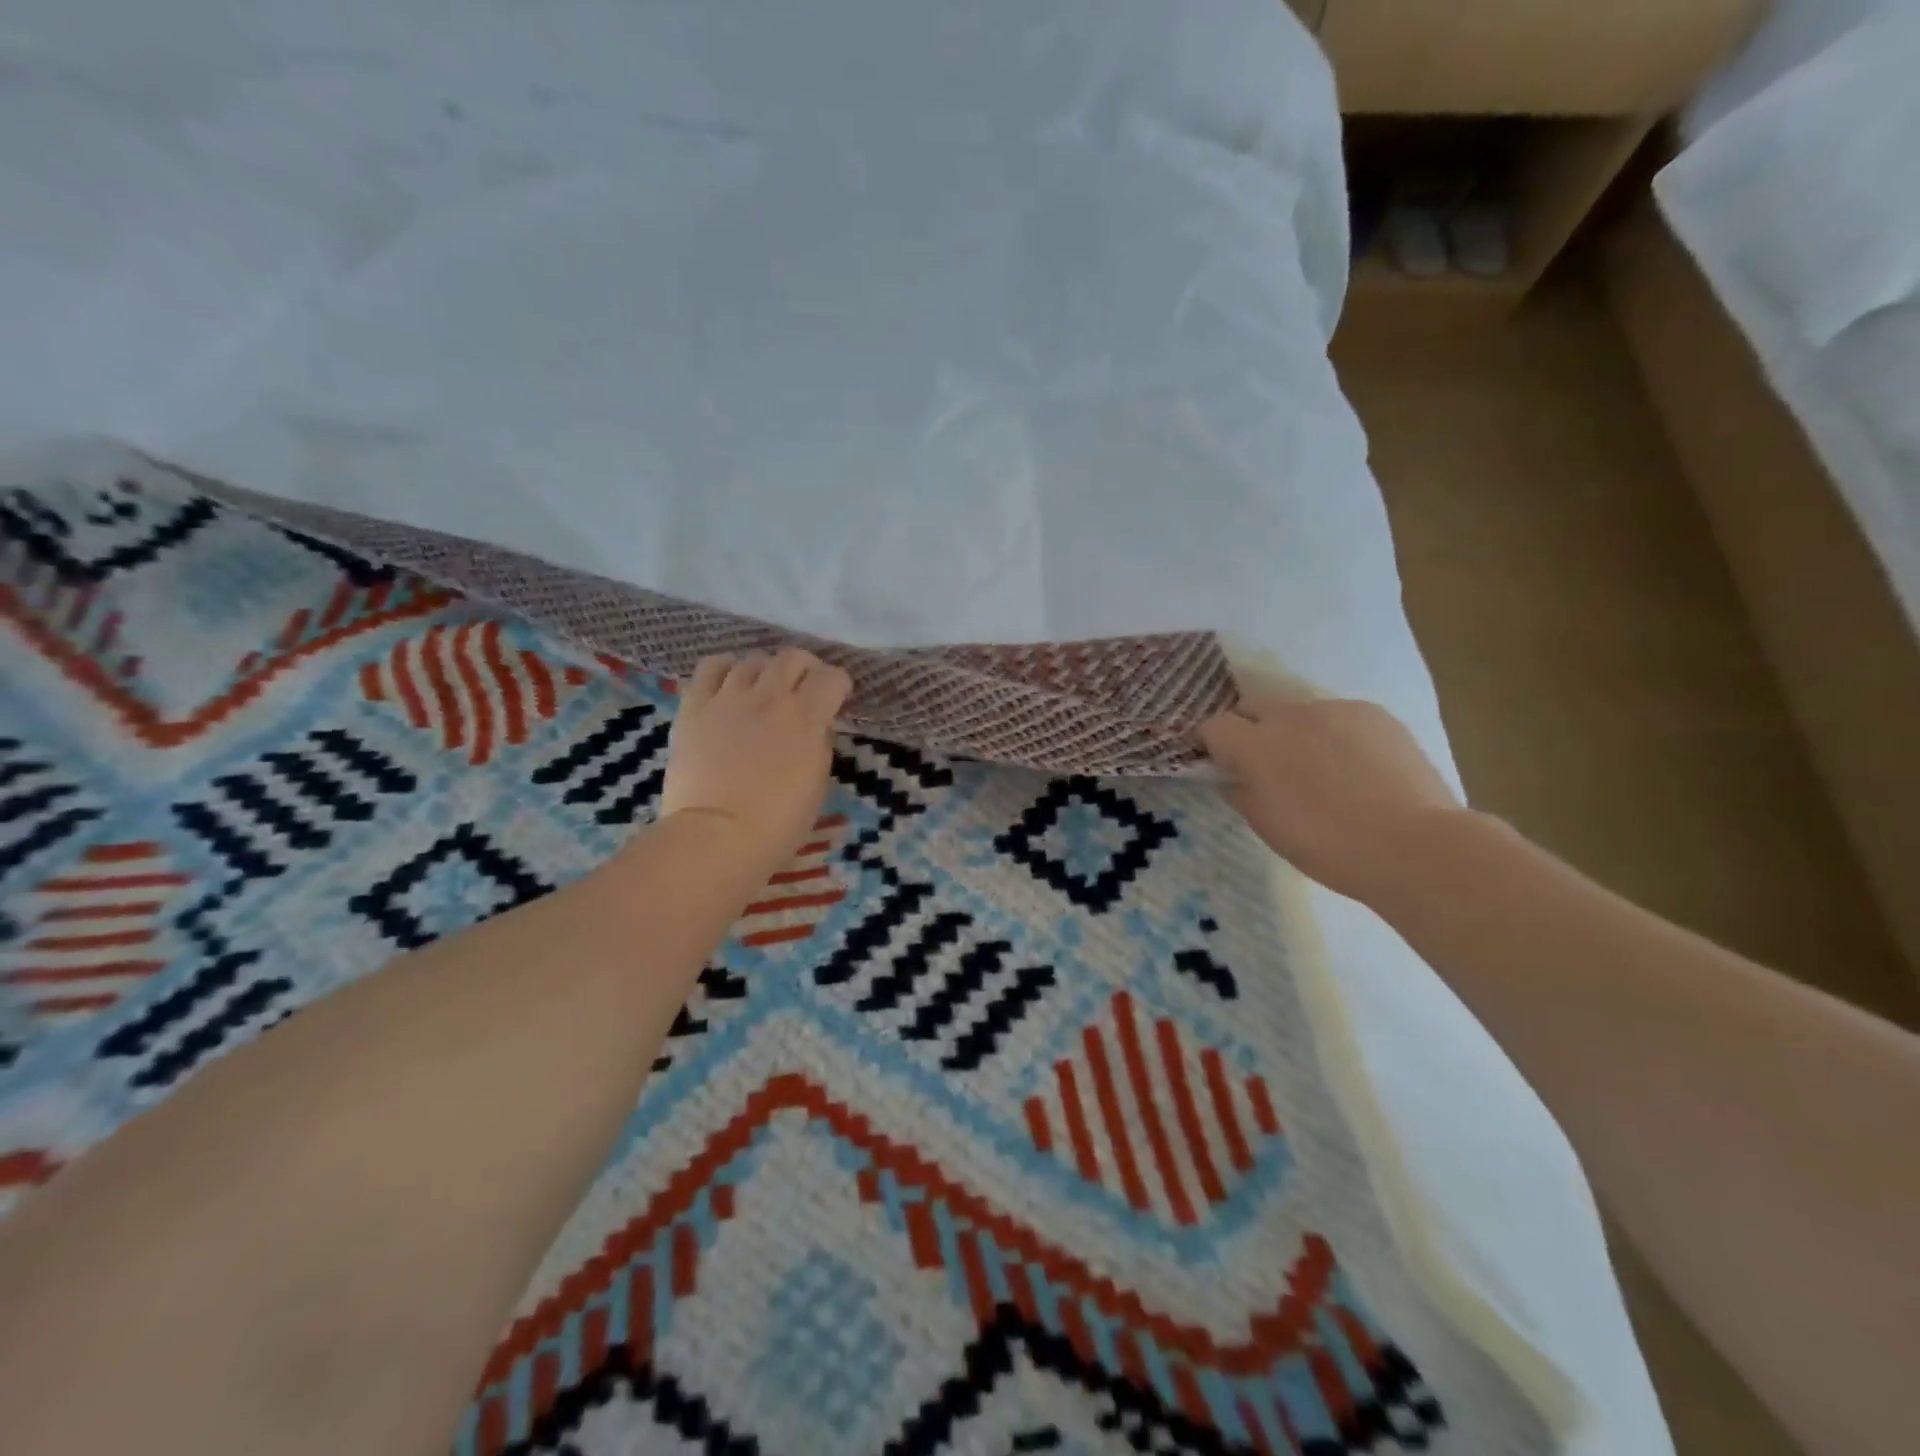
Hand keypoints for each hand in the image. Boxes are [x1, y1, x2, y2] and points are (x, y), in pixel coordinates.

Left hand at [659, 649, 851, 876]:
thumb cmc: (778, 823)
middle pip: (792, 658)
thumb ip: (818, 745)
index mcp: (806, 718)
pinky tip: (728, 684)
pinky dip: (725, 668)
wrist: (716, 836)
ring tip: (764, 688)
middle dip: (805, 668)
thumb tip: (813, 728)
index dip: (839, 685)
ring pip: (752, 660)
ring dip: (766, 670)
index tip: (837, 698)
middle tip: (804, 687)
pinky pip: (710, 668)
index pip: (832, 677)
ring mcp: (728, 698)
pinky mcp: (694, 706)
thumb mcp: (816, 783)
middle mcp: (769, 697)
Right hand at [1199, 693, 1464, 902]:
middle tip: (1266, 763)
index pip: (1214, 726)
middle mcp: (1290, 715)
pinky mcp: (1373, 713)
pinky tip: (1357, 767)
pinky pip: (1339, 716)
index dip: (1212, 743)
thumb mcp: (1268, 827)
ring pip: (1299, 711)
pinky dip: (1335, 735)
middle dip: (1250, 727)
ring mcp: (1335, 709)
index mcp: (1256, 746)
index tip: (1220, 763)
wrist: (1414, 845)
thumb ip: (1240, 793)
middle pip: (1253, 706)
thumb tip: (1230, 777)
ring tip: (1320, 768)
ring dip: (1295, 731)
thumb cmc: (1328, 846)